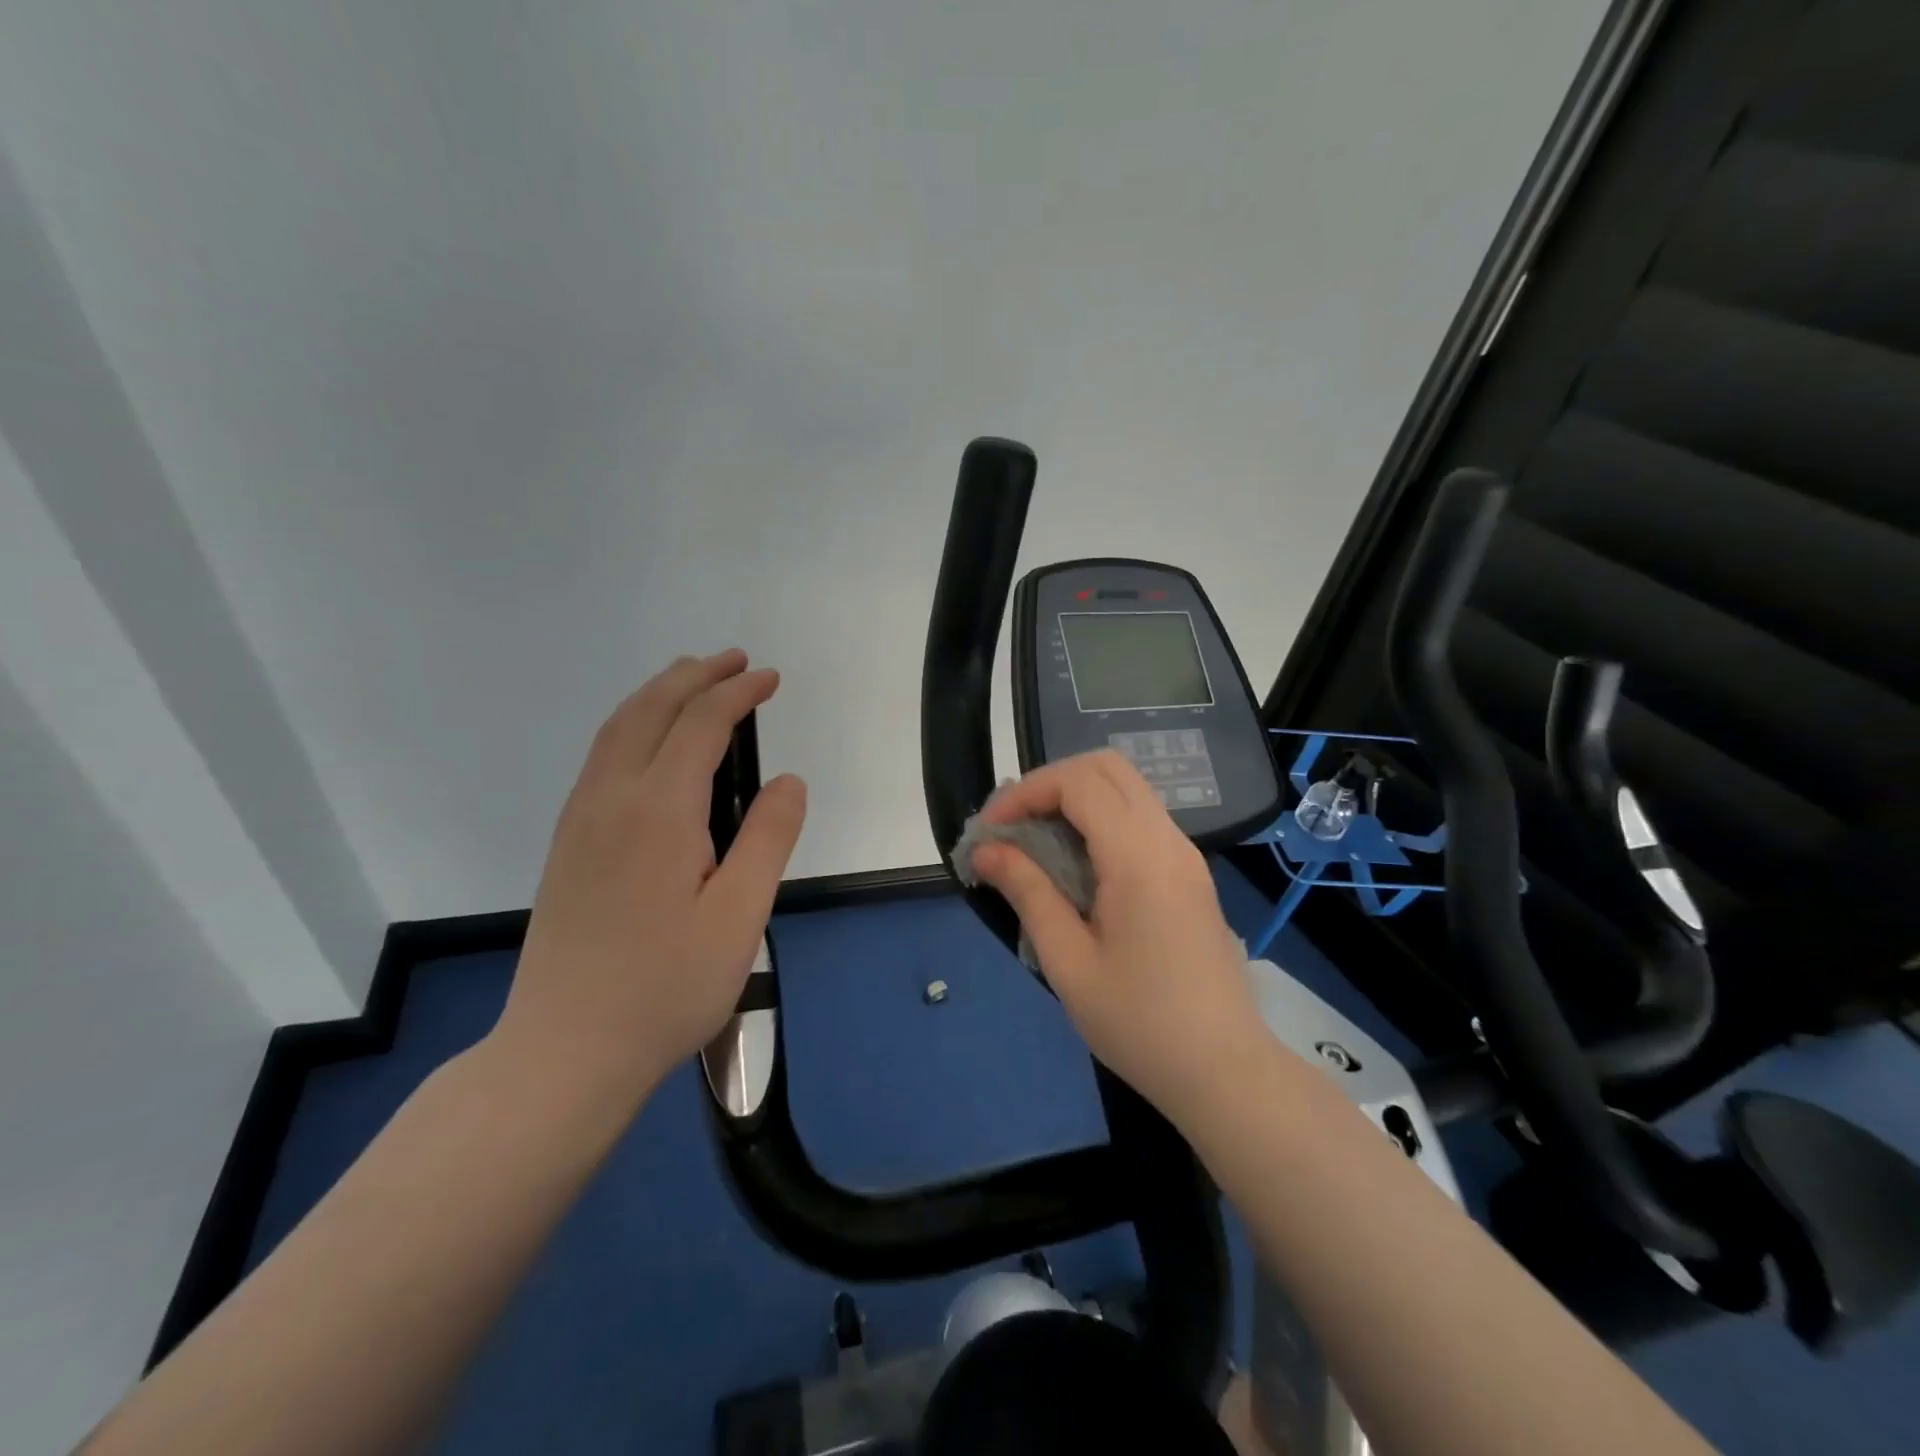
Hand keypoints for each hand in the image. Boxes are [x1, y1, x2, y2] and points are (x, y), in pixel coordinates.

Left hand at [491, 650, 807, 1130]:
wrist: (565, 1050)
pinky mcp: (567, 843)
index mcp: (658, 810)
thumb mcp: (740, 916)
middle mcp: (611, 799)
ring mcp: (580, 820)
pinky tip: (650, 742)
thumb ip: (768, 838)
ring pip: (617, 729)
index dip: (738, 693)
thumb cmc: (666, 987)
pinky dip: (633, 724)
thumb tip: (787, 780)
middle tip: (735, 660)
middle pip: (650, 710)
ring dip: (659, 694)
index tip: (770, 678)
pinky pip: (601, 756)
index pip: (701, 724)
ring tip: (693, 681)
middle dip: (695, 675)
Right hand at [969, 750, 1268, 1126]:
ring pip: (1127, 788)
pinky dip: (1100, 819)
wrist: (1225, 1071)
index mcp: (1139, 858)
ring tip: (1036, 841)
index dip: (1026, 792)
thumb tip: (987, 850)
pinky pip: (1141, 818)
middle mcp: (1168, 840)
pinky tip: (1075, 862)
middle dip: (1051, 782)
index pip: (1078, 783)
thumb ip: (1028, 893)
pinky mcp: (1190, 873)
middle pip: (1107, 767)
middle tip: (1014, 824)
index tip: (991, 830)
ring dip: (1076, 798)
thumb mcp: (1068, 962)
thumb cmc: (1140, 1024)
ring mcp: (1185, 854)